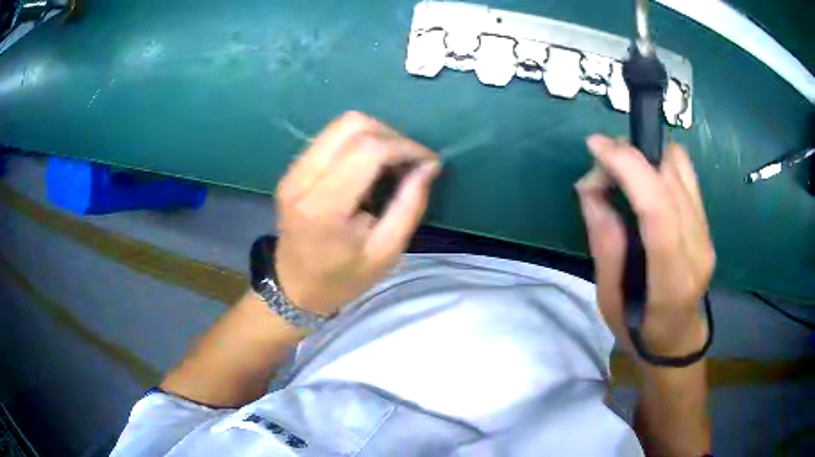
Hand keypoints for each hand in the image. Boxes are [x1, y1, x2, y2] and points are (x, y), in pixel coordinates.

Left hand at [273, 112, 440, 315]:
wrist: (295, 288)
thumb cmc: (342, 278)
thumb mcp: (386, 252)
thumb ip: (409, 205)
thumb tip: (428, 165)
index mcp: (324, 207)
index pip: (369, 149)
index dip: (405, 147)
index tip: (429, 163)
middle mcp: (302, 179)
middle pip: (352, 124)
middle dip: (391, 135)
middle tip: (410, 162)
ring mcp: (292, 171)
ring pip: (341, 124)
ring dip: (375, 135)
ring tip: (393, 163)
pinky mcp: (292, 169)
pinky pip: (330, 137)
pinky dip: (358, 141)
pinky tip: (370, 165)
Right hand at [576, 135, 715, 357]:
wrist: (678, 339)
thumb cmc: (638, 330)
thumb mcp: (609, 298)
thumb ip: (604, 242)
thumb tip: (591, 187)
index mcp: (672, 279)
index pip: (658, 207)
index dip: (628, 166)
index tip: (596, 147)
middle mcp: (697, 248)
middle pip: (670, 178)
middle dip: (630, 157)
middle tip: (602, 170)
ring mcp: (707, 233)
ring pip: (681, 167)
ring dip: (647, 156)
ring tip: (623, 172)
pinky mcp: (707, 223)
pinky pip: (686, 175)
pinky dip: (661, 164)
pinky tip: (645, 180)